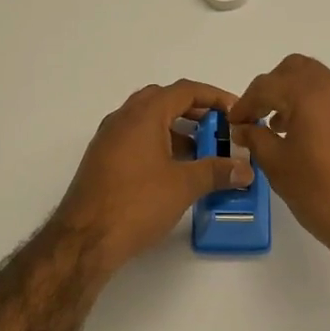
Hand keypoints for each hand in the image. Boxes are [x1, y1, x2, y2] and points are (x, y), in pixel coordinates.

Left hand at [54, 80, 252, 272]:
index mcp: (143, 116)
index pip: (184, 91)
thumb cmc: (136, 203)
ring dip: (176, 129)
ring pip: (148, 121)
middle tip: (218, 128)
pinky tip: (175, 169)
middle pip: (163, 100)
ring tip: (202, 151)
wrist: (84, 239)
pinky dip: (159, 144)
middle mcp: (122, 119)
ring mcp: (108, 140)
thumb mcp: (184, 186)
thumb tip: (245, 169)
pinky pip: (136, 139)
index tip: (235, 111)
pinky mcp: (102, 161)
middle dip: (194, 110)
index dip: (214, 97)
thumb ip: (217, 171)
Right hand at [228, 55, 329, 272]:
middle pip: (298, 71)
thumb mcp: (278, 167)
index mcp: (310, 93)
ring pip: (324, 84)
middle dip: (275, 88)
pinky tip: (318, 143)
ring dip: (300, 98)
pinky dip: (324, 111)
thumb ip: (257, 139)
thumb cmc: (322, 194)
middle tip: (260, 115)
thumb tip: (244, 128)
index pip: (267, 85)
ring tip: (286, 131)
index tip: (235, 123)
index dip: (246, 102)